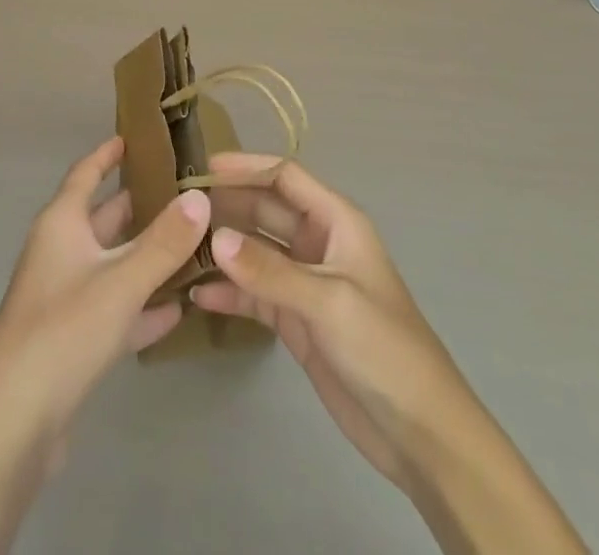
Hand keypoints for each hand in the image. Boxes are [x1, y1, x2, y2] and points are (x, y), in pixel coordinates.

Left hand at [0, 138, 211, 554]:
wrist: (12, 426)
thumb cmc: (62, 332)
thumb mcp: (120, 281)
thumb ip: (164, 241)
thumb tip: (201, 196)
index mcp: (61, 224)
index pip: (85, 174)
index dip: (108, 154)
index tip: (136, 138)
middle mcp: (61, 252)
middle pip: (105, 218)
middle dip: (142, 205)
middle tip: (187, 193)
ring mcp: (65, 297)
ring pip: (114, 264)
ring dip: (148, 257)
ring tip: (194, 245)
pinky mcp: (73, 340)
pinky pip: (115, 309)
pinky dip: (142, 305)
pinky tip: (178, 310)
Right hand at [193, 151, 471, 486]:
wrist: (419, 432)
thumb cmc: (383, 347)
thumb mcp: (327, 301)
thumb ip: (270, 271)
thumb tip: (216, 239)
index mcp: (337, 221)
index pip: (286, 177)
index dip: (248, 168)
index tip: (204, 168)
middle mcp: (318, 243)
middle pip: (265, 211)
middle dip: (228, 207)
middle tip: (180, 209)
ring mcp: (305, 283)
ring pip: (256, 252)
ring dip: (224, 250)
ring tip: (179, 249)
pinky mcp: (295, 321)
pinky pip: (255, 294)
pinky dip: (230, 293)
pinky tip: (198, 297)